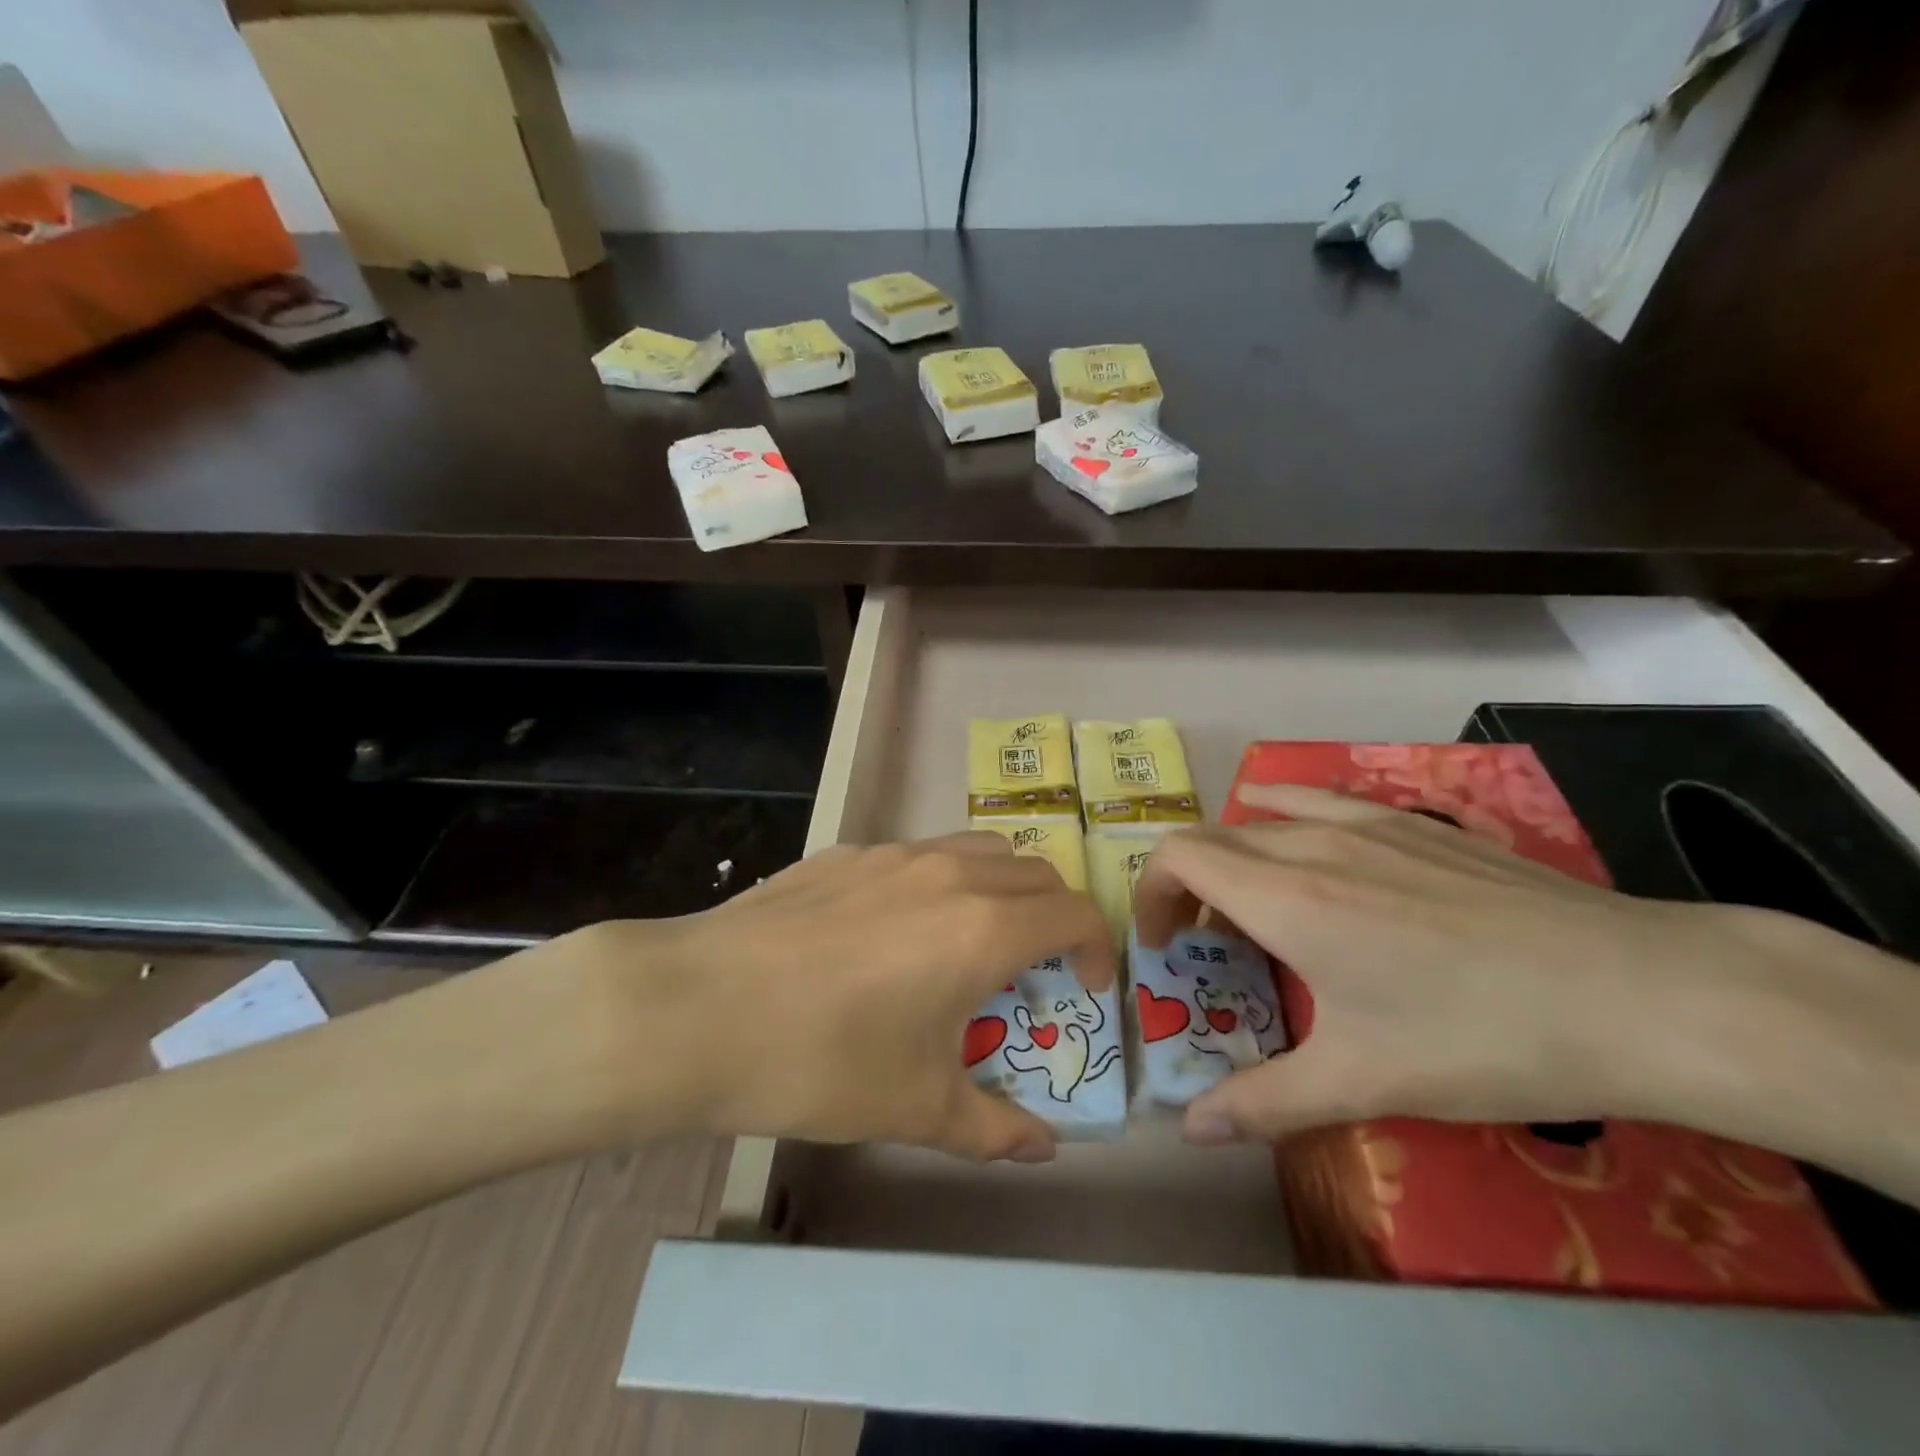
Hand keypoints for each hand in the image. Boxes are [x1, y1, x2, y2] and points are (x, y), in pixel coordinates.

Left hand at [596, 834, 1113, 1163]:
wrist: (698, 1008)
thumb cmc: (822, 1060)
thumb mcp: (917, 1108)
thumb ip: (993, 1129)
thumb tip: (1043, 1149)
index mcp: (984, 926)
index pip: (1075, 912)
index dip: (1096, 948)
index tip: (1085, 989)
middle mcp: (949, 873)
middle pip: (1035, 873)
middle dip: (1054, 917)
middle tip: (1034, 969)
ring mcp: (892, 854)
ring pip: (977, 850)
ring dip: (999, 888)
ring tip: (970, 940)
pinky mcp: (844, 853)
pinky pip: (916, 855)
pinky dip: (938, 882)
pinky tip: (889, 934)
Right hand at [1133, 784, 1729, 1145]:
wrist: (1641, 993)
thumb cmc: (1484, 1038)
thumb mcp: (1365, 1081)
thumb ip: (1265, 1102)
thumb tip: (1190, 1130)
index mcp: (1286, 899)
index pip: (1177, 857)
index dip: (1150, 895)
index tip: (1163, 948)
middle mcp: (1311, 845)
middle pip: (1212, 837)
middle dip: (1186, 886)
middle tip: (1205, 947)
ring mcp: (1367, 823)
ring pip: (1263, 818)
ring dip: (1235, 857)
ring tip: (1254, 908)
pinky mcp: (1416, 823)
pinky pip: (1321, 804)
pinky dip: (1285, 819)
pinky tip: (1311, 848)